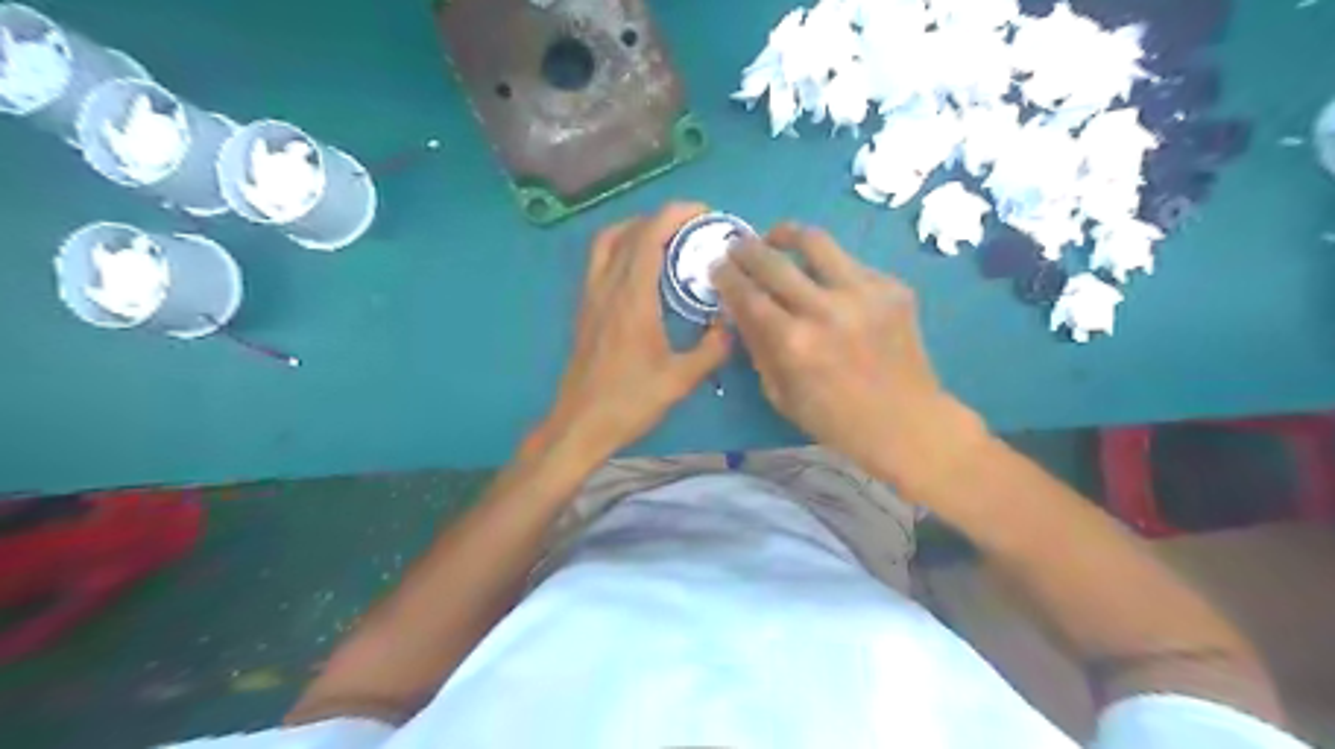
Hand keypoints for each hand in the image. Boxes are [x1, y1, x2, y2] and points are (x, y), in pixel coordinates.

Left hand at [527, 201, 729, 464]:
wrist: (580, 424)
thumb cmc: (629, 402)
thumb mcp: (680, 380)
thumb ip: (711, 349)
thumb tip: (732, 326)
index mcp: (632, 299)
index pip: (649, 237)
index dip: (675, 215)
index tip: (703, 213)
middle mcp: (606, 288)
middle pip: (627, 232)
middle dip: (660, 218)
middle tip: (691, 227)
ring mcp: (590, 298)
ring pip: (606, 243)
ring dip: (635, 230)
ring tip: (666, 240)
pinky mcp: (584, 310)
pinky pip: (599, 263)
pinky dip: (621, 249)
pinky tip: (643, 271)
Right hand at [715, 223, 983, 491]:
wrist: (905, 422)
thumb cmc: (834, 419)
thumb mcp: (780, 393)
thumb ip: (757, 345)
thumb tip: (737, 307)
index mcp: (794, 343)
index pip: (748, 294)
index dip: (726, 276)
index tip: (716, 266)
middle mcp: (826, 309)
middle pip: (774, 261)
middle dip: (746, 249)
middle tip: (737, 246)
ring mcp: (864, 293)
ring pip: (816, 241)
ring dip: (787, 234)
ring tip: (776, 237)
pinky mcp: (893, 287)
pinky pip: (850, 264)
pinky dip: (828, 267)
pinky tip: (824, 279)